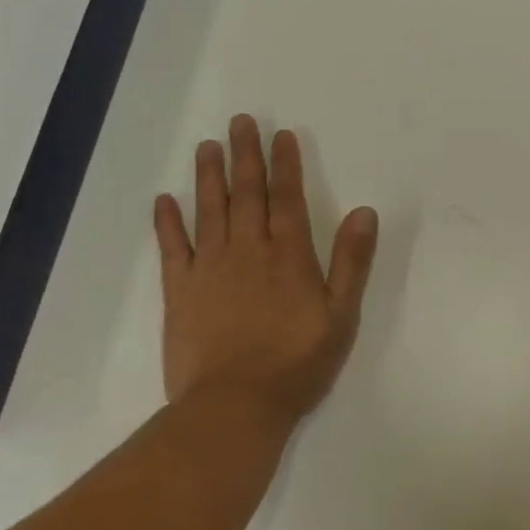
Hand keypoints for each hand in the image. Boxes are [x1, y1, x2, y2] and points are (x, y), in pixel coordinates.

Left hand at [153, 115, 377, 421]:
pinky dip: (168, 222)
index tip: (281, 135)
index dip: (285, 163)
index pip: (287, 197)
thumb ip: (352, 261)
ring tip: (207, 146)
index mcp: (289, 254)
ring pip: (210, 210)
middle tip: (240, 122)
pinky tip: (165, 200)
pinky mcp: (180, 291)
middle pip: (246, 193)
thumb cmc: (297, 362)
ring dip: (209, 176)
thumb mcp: (341, 315)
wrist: (234, 407)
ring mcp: (210, 268)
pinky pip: (173, 247)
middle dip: (246, 155)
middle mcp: (249, 249)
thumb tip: (364, 211)